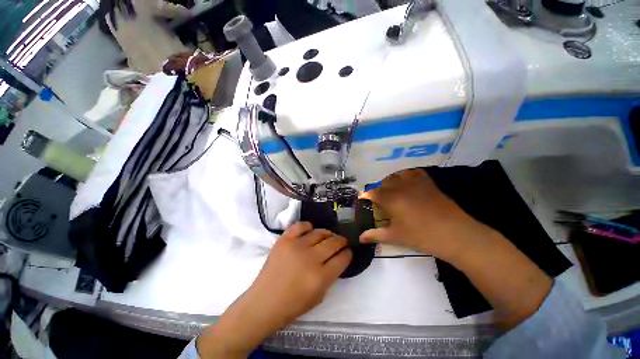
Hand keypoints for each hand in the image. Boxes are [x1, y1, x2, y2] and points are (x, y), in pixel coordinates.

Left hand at [197, 223, 351, 357]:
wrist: (264, 302)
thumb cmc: (292, 305)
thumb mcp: (319, 296)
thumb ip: (331, 276)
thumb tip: (337, 259)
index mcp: (320, 277)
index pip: (342, 259)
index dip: (348, 253)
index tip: (349, 251)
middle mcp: (310, 258)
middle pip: (333, 243)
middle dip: (341, 241)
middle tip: (342, 241)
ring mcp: (296, 246)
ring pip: (319, 232)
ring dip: (328, 233)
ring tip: (329, 236)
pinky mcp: (284, 240)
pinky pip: (300, 226)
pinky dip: (307, 225)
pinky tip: (310, 229)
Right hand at [361, 169, 551, 329]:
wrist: (455, 234)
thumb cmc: (422, 236)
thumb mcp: (395, 236)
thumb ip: (375, 235)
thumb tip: (360, 237)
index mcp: (390, 199)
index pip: (372, 193)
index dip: (365, 195)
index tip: (362, 199)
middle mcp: (400, 187)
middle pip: (383, 183)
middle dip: (378, 190)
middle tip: (379, 201)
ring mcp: (415, 183)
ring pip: (397, 175)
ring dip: (391, 181)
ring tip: (392, 191)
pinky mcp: (428, 182)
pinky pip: (413, 172)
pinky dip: (407, 175)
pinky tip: (408, 183)